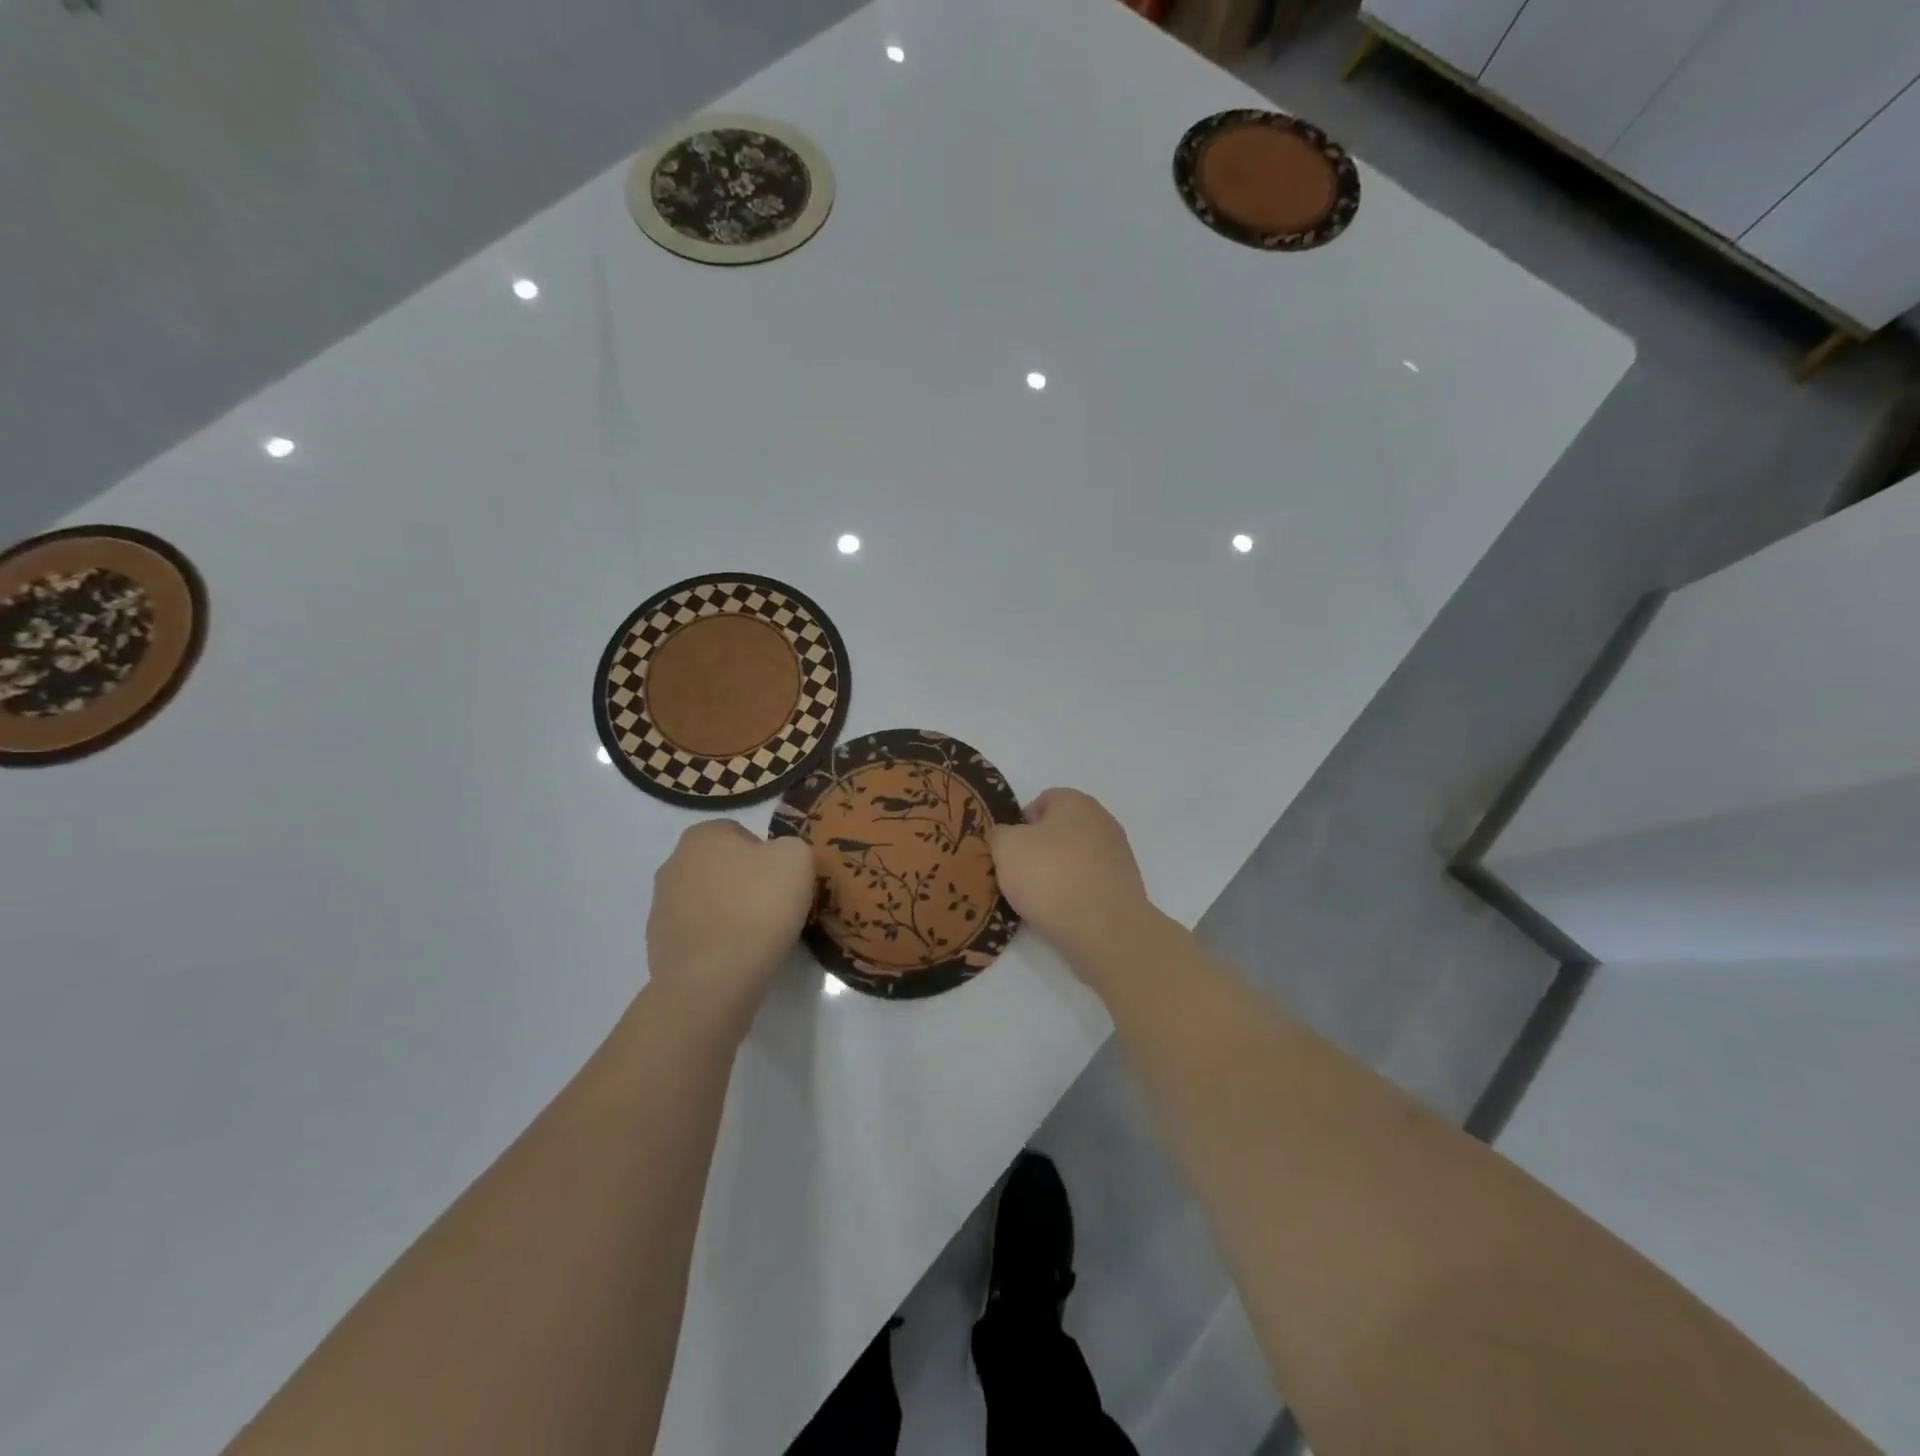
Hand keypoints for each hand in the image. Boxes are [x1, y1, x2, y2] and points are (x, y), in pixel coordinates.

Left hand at [646, 821, 815, 1031]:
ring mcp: (661, 906)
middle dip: (746, 883)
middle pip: (723, 867)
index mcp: (702, 835)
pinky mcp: (658, 945)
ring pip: (710, 901)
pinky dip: (717, 942)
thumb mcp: (797, 859)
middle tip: (774, 909)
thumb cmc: (756, 908)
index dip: (769, 857)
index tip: (784, 883)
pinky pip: (699, 934)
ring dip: (731, 913)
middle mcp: (673, 863)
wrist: (712, 981)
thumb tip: (778, 861)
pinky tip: (736, 958)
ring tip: (757, 939)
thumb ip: (791, 846)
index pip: (743, 834)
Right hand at [986, 789, 1155, 970]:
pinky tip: (1063, 911)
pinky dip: (1076, 891)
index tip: (1010, 850)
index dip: (1021, 822)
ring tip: (1040, 898)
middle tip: (1020, 874)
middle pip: (1061, 829)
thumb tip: (1005, 836)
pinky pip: (1091, 881)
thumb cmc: (1050, 876)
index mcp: (1075, 801)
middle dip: (1040, 848)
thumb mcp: (1006, 848)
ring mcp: (1118, 853)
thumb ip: (999, 834)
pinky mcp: (1126, 885)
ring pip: (1076, 856)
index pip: (1043, 800)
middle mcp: (1102, 819)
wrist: (1104, 927)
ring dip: (1059, 871)